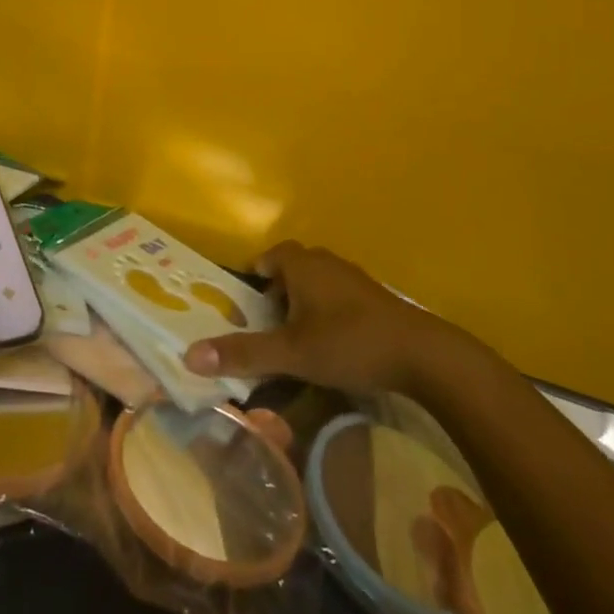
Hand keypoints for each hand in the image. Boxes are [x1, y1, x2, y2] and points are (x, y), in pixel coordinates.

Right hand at [183, 240, 481, 395]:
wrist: (423, 355)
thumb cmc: (349, 343)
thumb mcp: (291, 353)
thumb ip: (243, 354)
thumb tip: (190, 356)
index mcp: (302, 264)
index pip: (269, 257)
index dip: (256, 276)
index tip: (248, 306)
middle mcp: (326, 261)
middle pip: (293, 267)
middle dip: (278, 292)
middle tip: (269, 325)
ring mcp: (354, 278)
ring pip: (317, 282)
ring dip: (304, 303)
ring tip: (297, 338)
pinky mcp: (375, 298)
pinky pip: (339, 296)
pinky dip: (328, 312)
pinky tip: (333, 344)